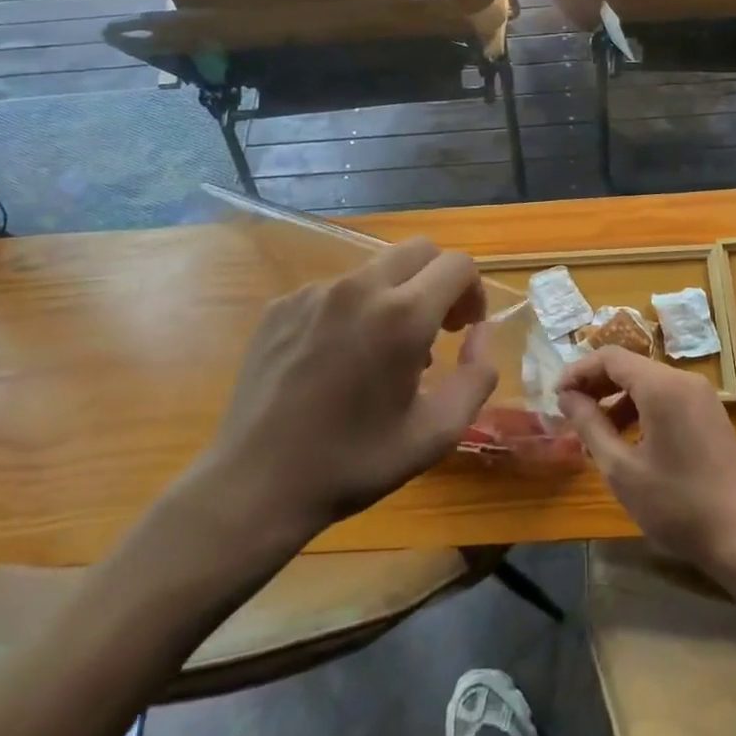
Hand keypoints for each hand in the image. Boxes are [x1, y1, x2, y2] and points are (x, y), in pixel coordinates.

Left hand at [176, 239, 496, 557]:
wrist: (255, 486)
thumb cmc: (353, 463)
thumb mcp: (436, 434)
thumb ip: (477, 376)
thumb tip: (480, 333)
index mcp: (403, 315)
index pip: (458, 264)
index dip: (473, 291)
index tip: (463, 329)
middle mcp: (360, 287)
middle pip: (419, 250)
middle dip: (438, 280)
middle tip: (434, 328)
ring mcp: (315, 292)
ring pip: (375, 269)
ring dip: (394, 295)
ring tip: (380, 352)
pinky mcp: (282, 305)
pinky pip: (334, 290)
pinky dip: (351, 310)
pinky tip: (336, 360)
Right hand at [557, 348, 735, 577]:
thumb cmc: (677, 505)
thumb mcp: (622, 470)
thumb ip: (590, 426)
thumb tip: (567, 397)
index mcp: (661, 386)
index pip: (610, 357)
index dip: (578, 371)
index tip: (556, 396)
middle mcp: (683, 379)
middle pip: (630, 366)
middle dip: (596, 385)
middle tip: (570, 412)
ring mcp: (702, 395)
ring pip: (648, 382)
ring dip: (618, 399)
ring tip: (595, 432)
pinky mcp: (711, 413)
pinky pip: (667, 397)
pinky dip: (642, 408)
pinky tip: (630, 441)